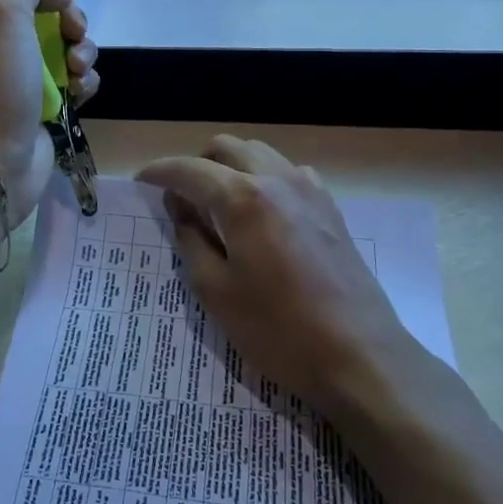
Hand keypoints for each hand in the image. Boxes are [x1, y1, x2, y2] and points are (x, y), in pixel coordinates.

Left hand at [0, 0, 98, 222]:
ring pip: (69, 48)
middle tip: (74, 38)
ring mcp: (23, 77)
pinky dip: (84, 83)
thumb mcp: (2, 11)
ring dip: (84, 53)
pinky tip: (79, 95)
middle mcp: (0, 45)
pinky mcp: (46, 105)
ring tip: (77, 72)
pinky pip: (76, 81)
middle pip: (52, 16)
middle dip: (73, 23)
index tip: (71, 0)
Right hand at [139, 136, 436, 429]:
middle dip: (196, 163)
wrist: (360, 356)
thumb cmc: (279, 330)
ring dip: (230, 166)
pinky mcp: (330, 207)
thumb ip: (191, 239)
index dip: (160, 171)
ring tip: (218, 203)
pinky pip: (287, 173)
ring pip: (259, 153)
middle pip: (226, 147)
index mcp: (243, 198)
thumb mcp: (217, 291)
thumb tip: (179, 206)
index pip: (189, 169)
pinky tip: (261, 214)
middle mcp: (277, 179)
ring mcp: (310, 190)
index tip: (141, 181)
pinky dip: (263, 178)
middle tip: (180, 196)